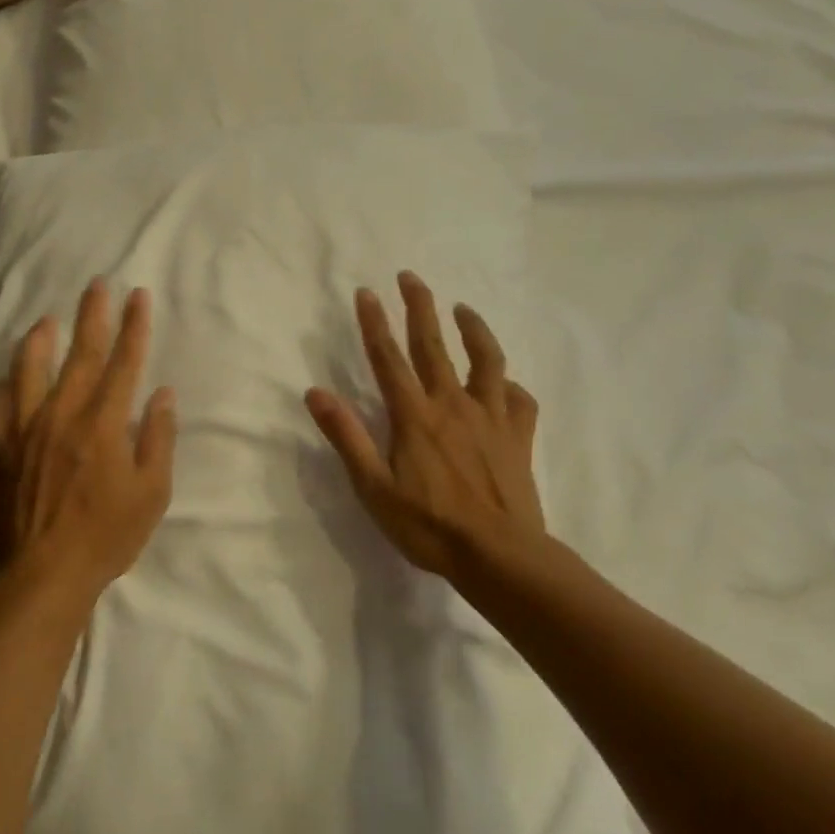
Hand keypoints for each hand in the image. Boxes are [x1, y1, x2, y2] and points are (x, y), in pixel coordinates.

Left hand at [0, 280, 177, 604]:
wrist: (45, 574)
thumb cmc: (107, 536)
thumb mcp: (152, 493)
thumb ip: (158, 438)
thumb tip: (162, 394)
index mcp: (104, 424)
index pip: (124, 362)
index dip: (134, 326)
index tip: (138, 295)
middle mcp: (64, 415)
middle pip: (81, 354)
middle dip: (93, 315)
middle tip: (97, 284)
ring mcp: (28, 429)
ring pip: (30, 369)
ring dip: (41, 339)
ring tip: (48, 320)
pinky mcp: (3, 448)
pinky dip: (1, 387)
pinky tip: (8, 379)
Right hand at [306, 272, 546, 586]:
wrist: (501, 557)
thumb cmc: (429, 526)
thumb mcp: (374, 487)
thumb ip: (346, 436)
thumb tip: (315, 393)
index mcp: (414, 416)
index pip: (388, 358)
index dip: (375, 323)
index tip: (366, 292)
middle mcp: (452, 405)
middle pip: (433, 345)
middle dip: (420, 307)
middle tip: (410, 276)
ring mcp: (490, 418)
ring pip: (485, 361)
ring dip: (474, 330)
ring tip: (464, 309)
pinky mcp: (518, 436)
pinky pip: (519, 400)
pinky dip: (510, 385)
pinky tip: (505, 382)